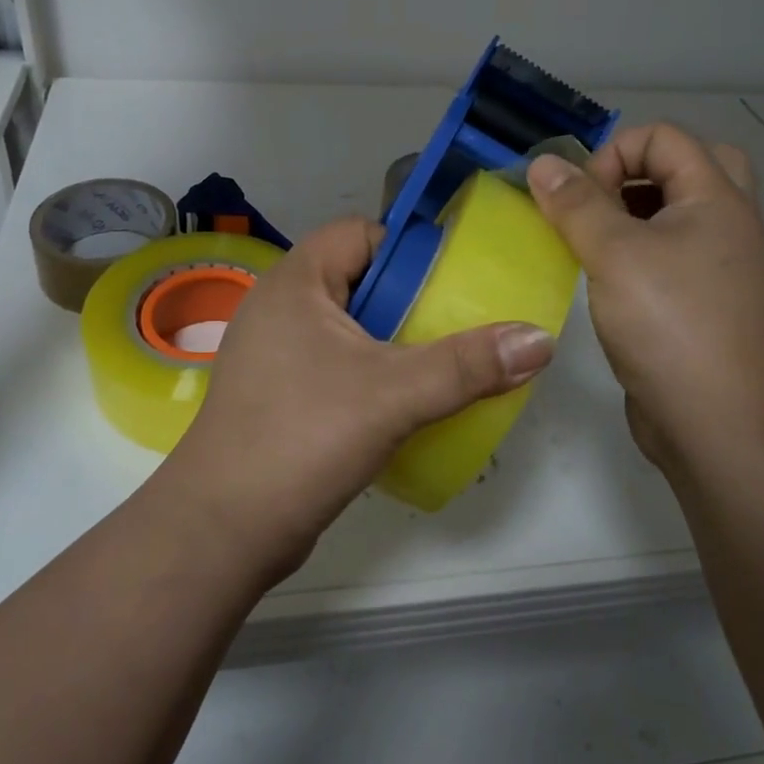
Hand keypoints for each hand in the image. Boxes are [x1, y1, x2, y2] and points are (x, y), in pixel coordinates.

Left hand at [160, 218, 555, 581]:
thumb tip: (540, 340)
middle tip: (459, 326)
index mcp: (296, 281)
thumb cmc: (303, 436)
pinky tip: (405, 405)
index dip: (409, 249)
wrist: (223, 529)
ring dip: (395, 343)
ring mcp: (275, 353)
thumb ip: (468, 365)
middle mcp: (280, 307)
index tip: (453, 282)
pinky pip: (336, 364)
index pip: (361, 233)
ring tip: (444, 366)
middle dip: (412, 302)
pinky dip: (372, 374)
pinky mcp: (278, 394)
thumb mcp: (394, 394)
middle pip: (360, 280)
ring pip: (350, 328)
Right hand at [527, 124, 763, 470]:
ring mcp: (720, 265)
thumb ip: (575, 204)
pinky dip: (641, 248)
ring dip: (635, 210)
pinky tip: (606, 276)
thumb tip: (543, 162)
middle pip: (688, 165)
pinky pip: (673, 250)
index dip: (614, 155)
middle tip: (601, 204)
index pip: (665, 138)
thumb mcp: (613, 254)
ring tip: (595, 238)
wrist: (716, 423)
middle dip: (634, 174)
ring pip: (680, 211)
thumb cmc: (668, 325)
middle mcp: (727, 224)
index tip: (581, 199)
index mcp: (716, 199)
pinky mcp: (704, 300)